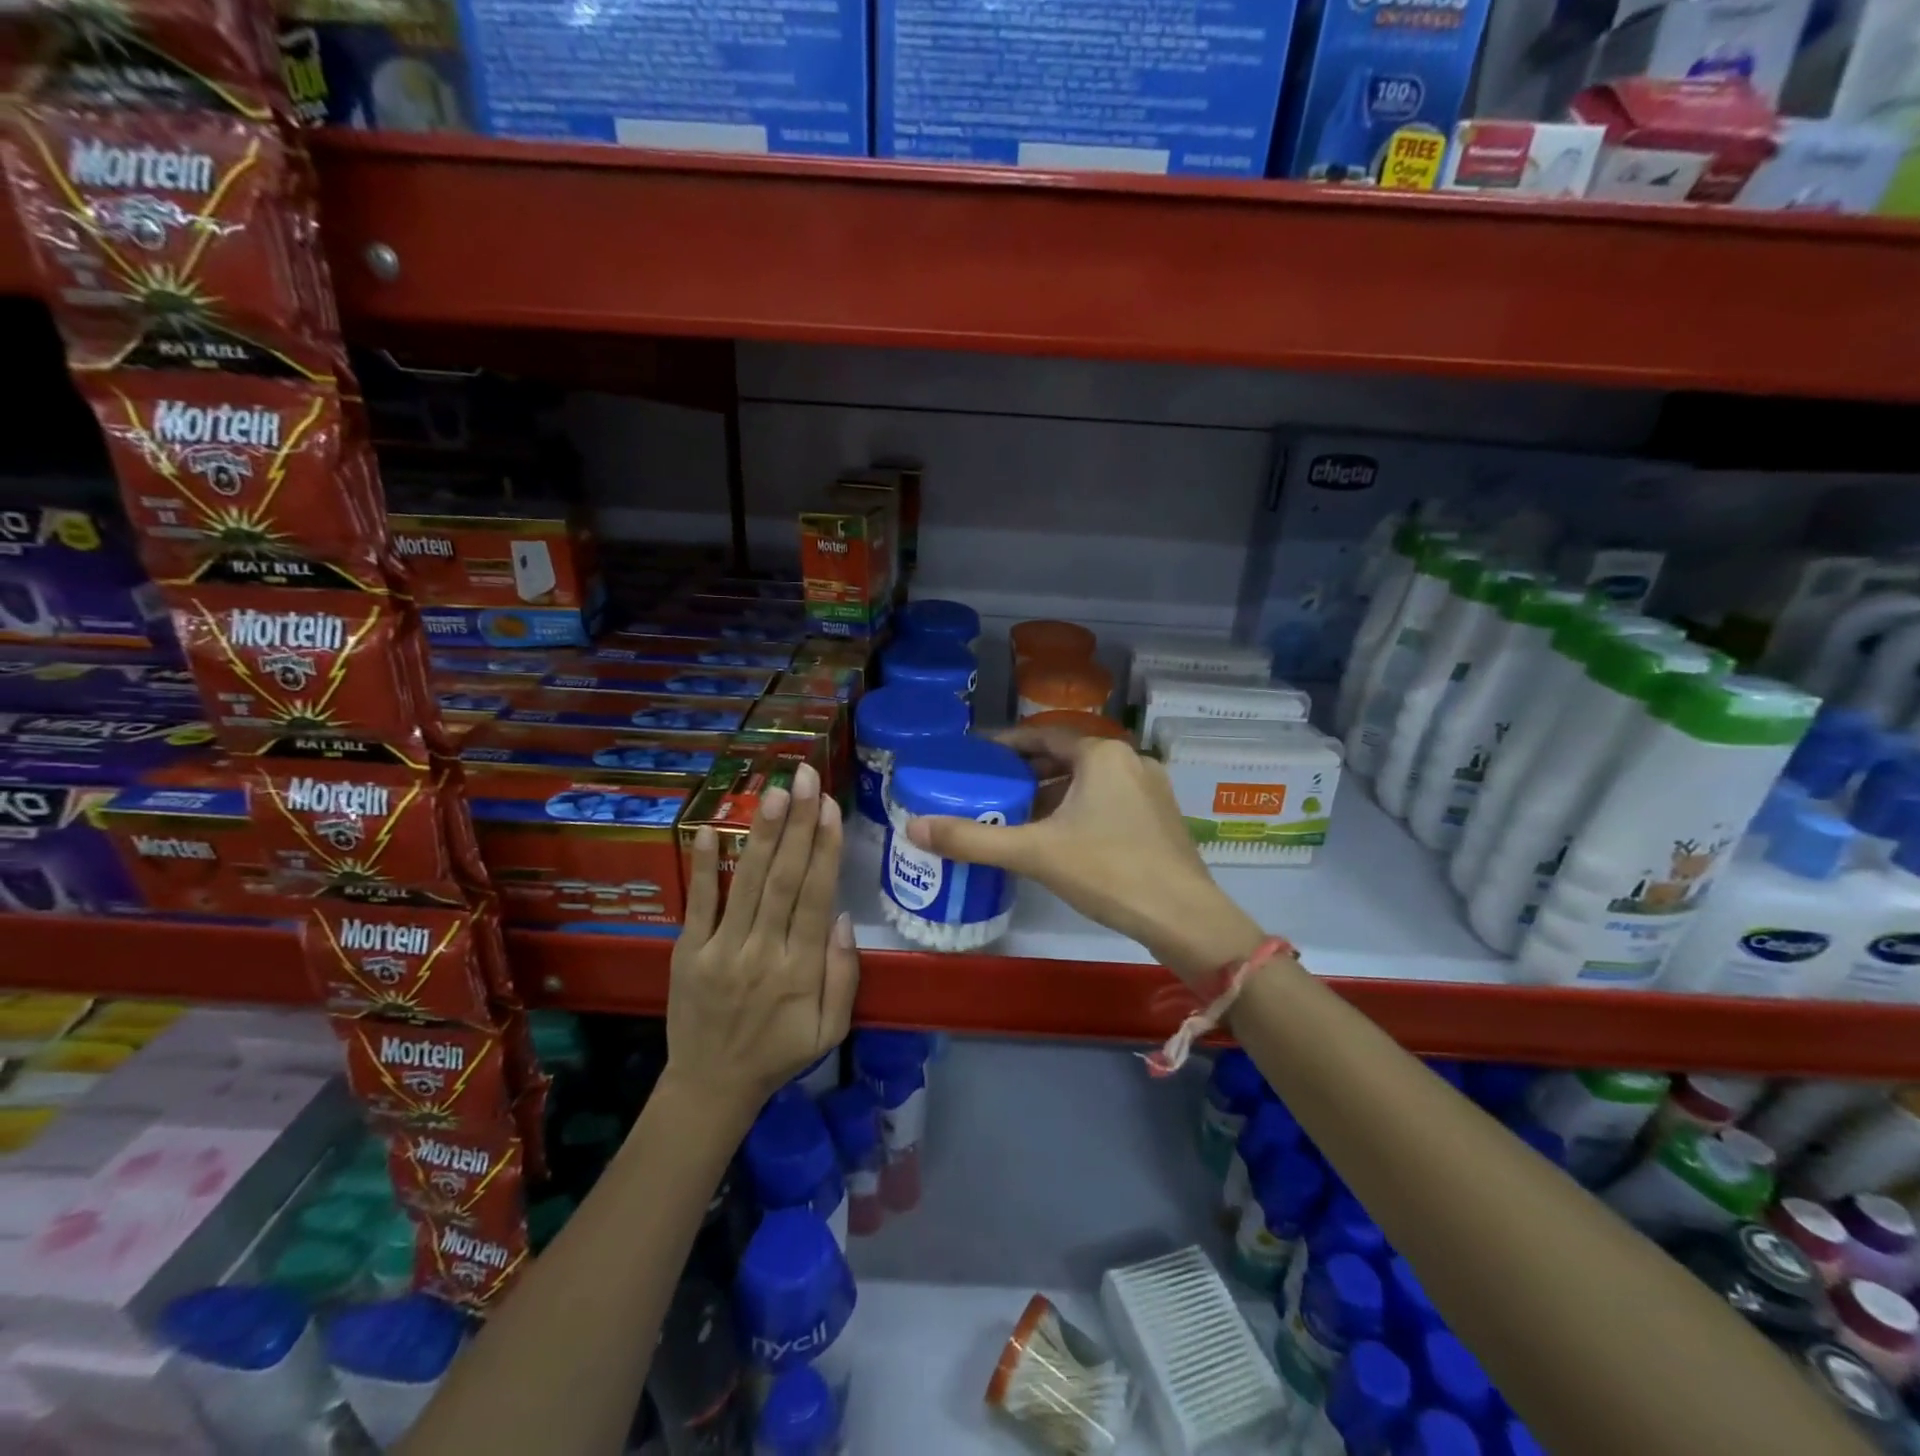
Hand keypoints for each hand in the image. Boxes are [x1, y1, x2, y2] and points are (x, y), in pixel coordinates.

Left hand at [667, 762, 858, 1118]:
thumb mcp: (830, 1030)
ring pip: (746, 883)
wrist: (710, 1087)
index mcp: (800, 970)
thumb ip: (843, 976)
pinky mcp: (687, 953)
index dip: (824, 849)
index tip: (831, 807)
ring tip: (775, 791)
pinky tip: (708, 829)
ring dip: (761, 834)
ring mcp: (720, 950)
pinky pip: (697, 904)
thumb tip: (843, 917)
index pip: (816, 897)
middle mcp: (762, 952)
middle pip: (784, 879)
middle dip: (798, 824)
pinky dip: (703, 866)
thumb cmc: (779, 1053)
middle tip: (806, 777)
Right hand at [905, 724, 1263, 981]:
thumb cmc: (1107, 872)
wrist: (1184, 918)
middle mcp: (1129, 761)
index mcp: (1101, 754)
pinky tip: (1060, 837)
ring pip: (1090, 781)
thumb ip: (973, 839)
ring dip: (1054, 793)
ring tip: (1018, 813)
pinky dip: (1079, 809)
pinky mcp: (1161, 818)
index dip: (1008, 743)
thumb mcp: (1033, 853)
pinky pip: (1109, 800)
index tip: (979, 755)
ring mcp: (1151, 789)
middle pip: (1067, 757)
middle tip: (992, 787)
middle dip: (1029, 771)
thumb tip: (913, 827)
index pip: (1044, 736)